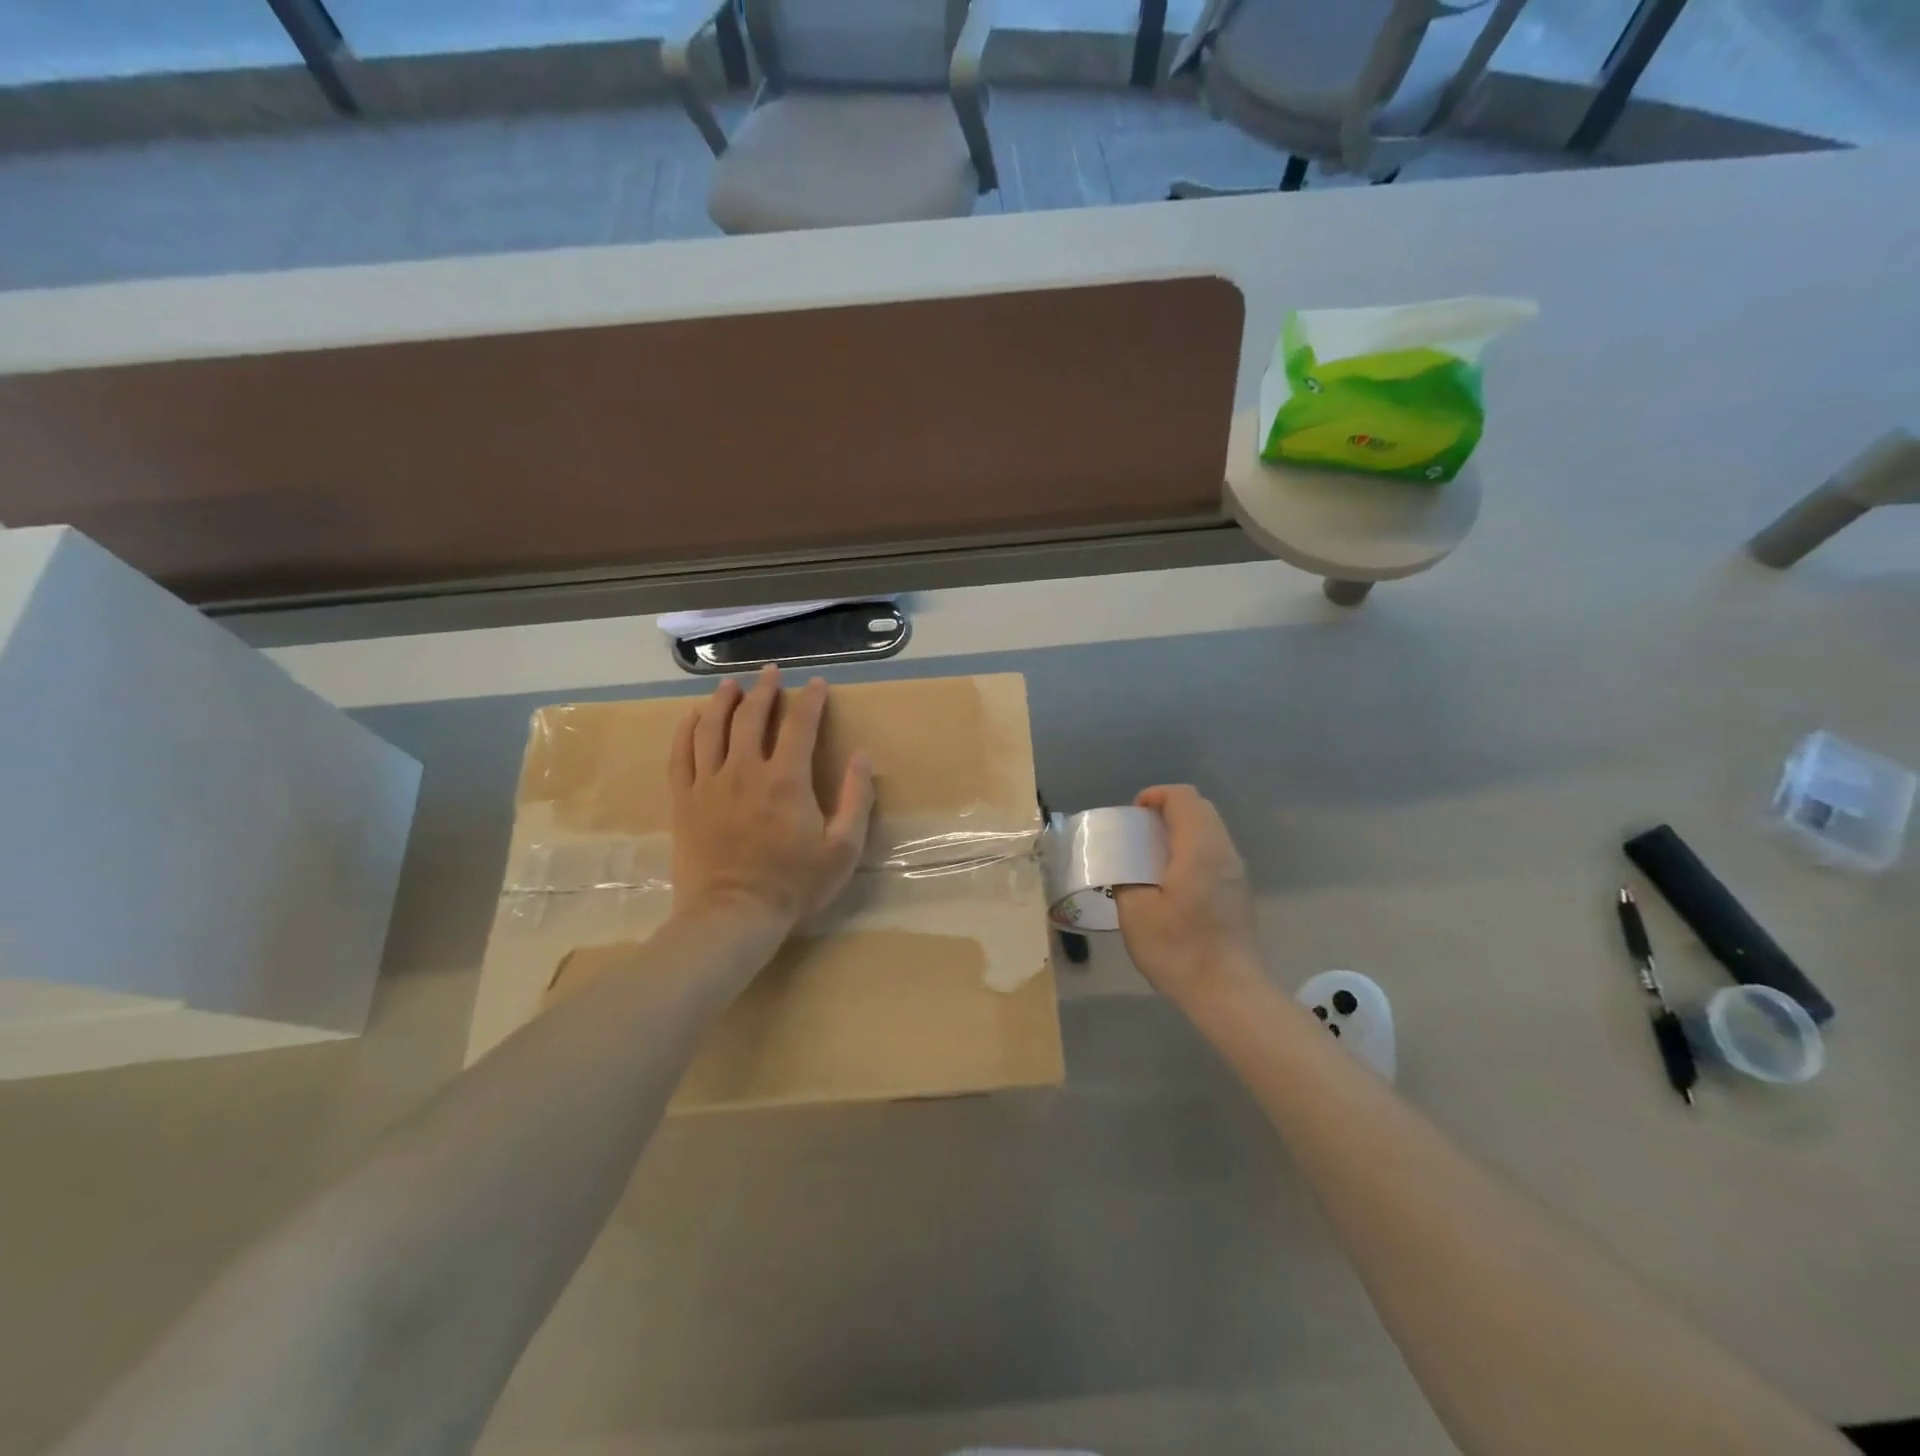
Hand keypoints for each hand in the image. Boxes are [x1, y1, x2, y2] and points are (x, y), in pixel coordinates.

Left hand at [668, 665, 875, 930]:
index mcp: (786, 780)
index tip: (818, 684)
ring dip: (723, 701)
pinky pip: (681, 755)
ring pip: (712, 728)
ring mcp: (709, 784)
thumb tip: (862, 756)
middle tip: (771, 673)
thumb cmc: (793, 886)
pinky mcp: (684, 801)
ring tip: (731, 685)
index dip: (811, 700)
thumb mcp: (842, 849)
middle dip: (764, 690)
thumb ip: (856, 799)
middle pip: (751, 717)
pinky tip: (692, 718)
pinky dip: (686, 731)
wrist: (732, 917)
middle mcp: (744, 771)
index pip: (800, 725)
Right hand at [1115, 785, 1263, 1010]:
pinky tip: (1170, 884)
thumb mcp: (1135, 913)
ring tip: (1149, 859)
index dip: (1155, 796)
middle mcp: (1224, 852)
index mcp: (1200, 848)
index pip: (1183, 797)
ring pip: (1209, 832)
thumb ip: (1125, 878)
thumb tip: (1124, 867)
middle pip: (1199, 809)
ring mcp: (1236, 873)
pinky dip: (1190, 852)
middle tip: (1137, 835)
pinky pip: (1213, 854)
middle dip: (1166, 811)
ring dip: (1179, 833)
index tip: (1132, 816)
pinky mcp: (1238, 893)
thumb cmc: (1180, 950)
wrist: (1230, 994)